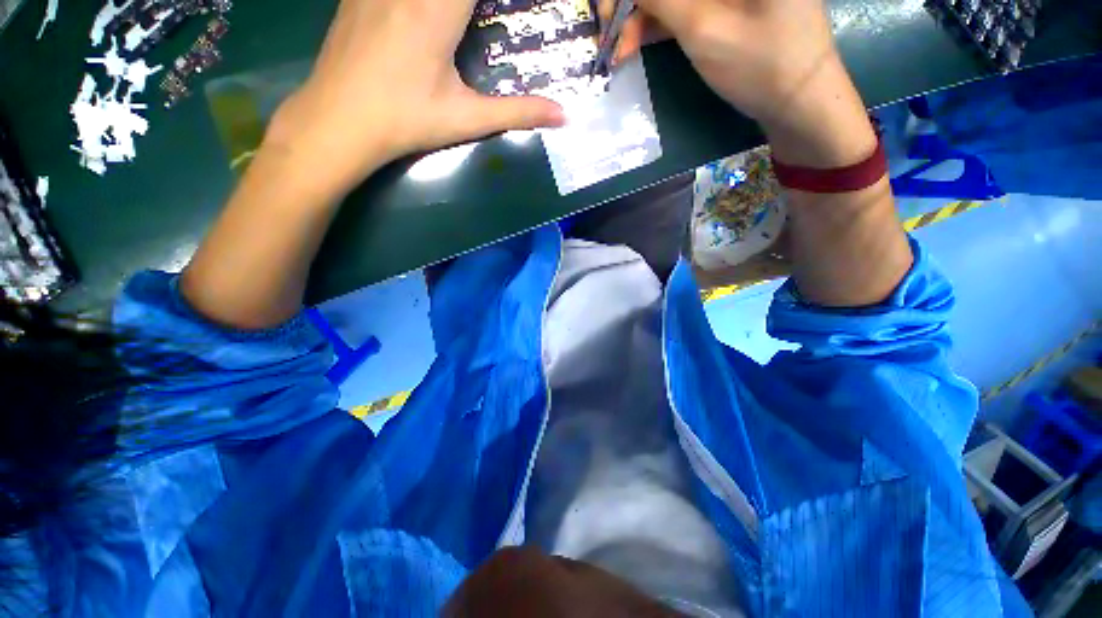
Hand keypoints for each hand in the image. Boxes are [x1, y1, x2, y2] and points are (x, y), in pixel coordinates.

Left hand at [266, 0, 565, 195]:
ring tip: (465, 19)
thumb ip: (518, 112)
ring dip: (452, 0)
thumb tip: (564, 116)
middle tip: (483, 17)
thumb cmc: (406, 121)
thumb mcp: (466, 119)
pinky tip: (428, 14)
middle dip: (477, 0)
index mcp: (437, 6)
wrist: (338, 122)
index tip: (508, 8)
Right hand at [611, 0, 874, 167]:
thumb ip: (660, 0)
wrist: (798, 102)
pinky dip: (659, 25)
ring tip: (619, 52)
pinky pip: (685, 7)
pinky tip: (637, 44)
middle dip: (635, 4)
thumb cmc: (758, 63)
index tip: (606, 11)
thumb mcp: (702, 28)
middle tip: (609, 35)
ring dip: (642, 18)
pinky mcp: (728, 5)